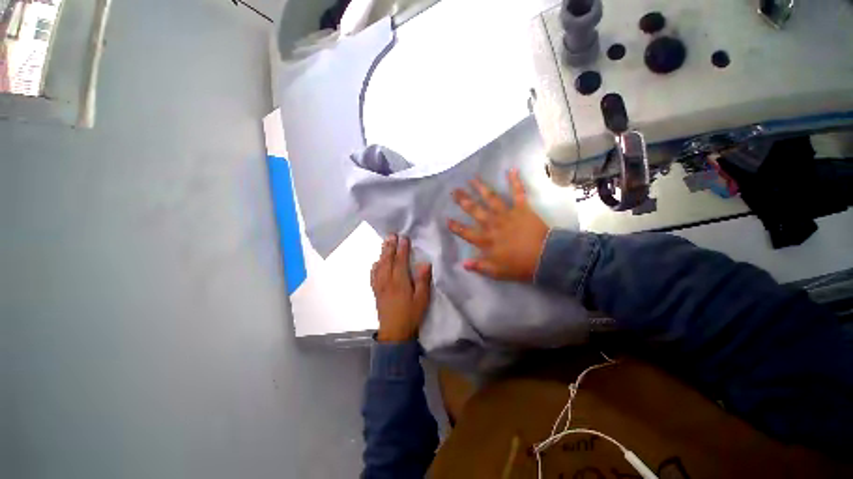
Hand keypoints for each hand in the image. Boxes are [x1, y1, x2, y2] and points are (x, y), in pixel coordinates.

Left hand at [371, 235, 432, 341]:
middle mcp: (387, 281)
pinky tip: (376, 263)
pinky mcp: (376, 292)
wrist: (394, 333)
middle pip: (388, 260)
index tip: (404, 237)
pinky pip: (373, 276)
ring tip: (384, 244)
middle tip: (391, 235)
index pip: (400, 260)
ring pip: (379, 266)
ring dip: (382, 253)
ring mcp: (380, 286)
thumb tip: (424, 263)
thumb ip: (423, 280)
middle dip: (390, 246)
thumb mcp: (422, 299)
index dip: (402, 248)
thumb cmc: (411, 315)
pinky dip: (375, 267)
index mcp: (400, 281)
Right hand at [448, 169, 548, 281]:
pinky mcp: (522, 209)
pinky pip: (518, 193)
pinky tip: (511, 170)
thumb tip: (463, 263)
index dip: (455, 226)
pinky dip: (515, 181)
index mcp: (486, 240)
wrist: (545, 258)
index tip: (447, 219)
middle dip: (463, 200)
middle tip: (454, 191)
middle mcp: (492, 224)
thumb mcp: (497, 272)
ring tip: (472, 179)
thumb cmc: (519, 266)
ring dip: (481, 188)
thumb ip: (479, 266)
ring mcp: (507, 214)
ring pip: (490, 199)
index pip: (466, 232)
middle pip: (474, 210)